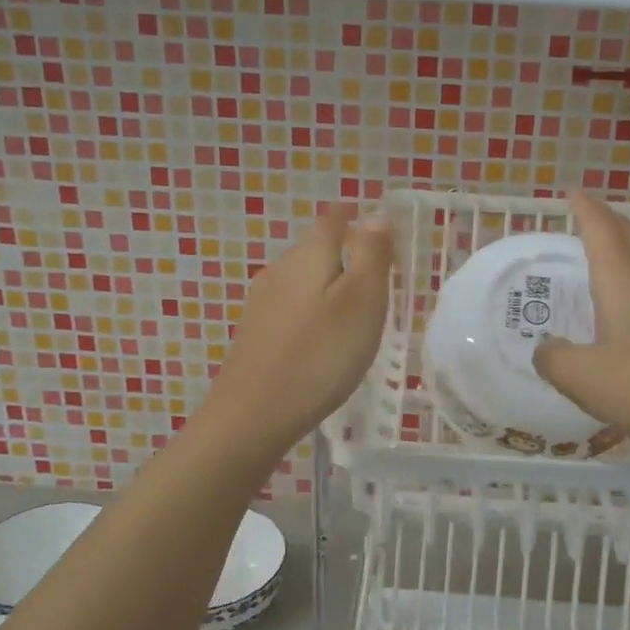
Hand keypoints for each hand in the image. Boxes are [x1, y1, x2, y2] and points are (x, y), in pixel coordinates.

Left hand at [202, 205, 392, 453]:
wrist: (253, 415)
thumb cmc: (320, 355)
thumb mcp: (361, 301)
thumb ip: (371, 255)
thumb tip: (375, 214)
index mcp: (309, 255)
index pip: (333, 220)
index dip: (354, 218)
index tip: (375, 230)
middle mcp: (279, 269)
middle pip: (315, 249)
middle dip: (343, 256)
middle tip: (375, 280)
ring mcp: (261, 302)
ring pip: (302, 281)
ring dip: (327, 288)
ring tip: (352, 314)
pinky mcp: (254, 333)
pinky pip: (290, 309)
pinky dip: (310, 314)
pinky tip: (320, 341)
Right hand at [535, 191, 629, 457]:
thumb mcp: (582, 377)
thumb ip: (553, 359)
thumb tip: (546, 349)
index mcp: (623, 284)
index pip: (602, 231)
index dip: (585, 209)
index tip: (571, 191)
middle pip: (629, 239)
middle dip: (606, 220)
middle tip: (585, 212)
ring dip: (621, 250)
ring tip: (599, 254)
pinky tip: (623, 309)